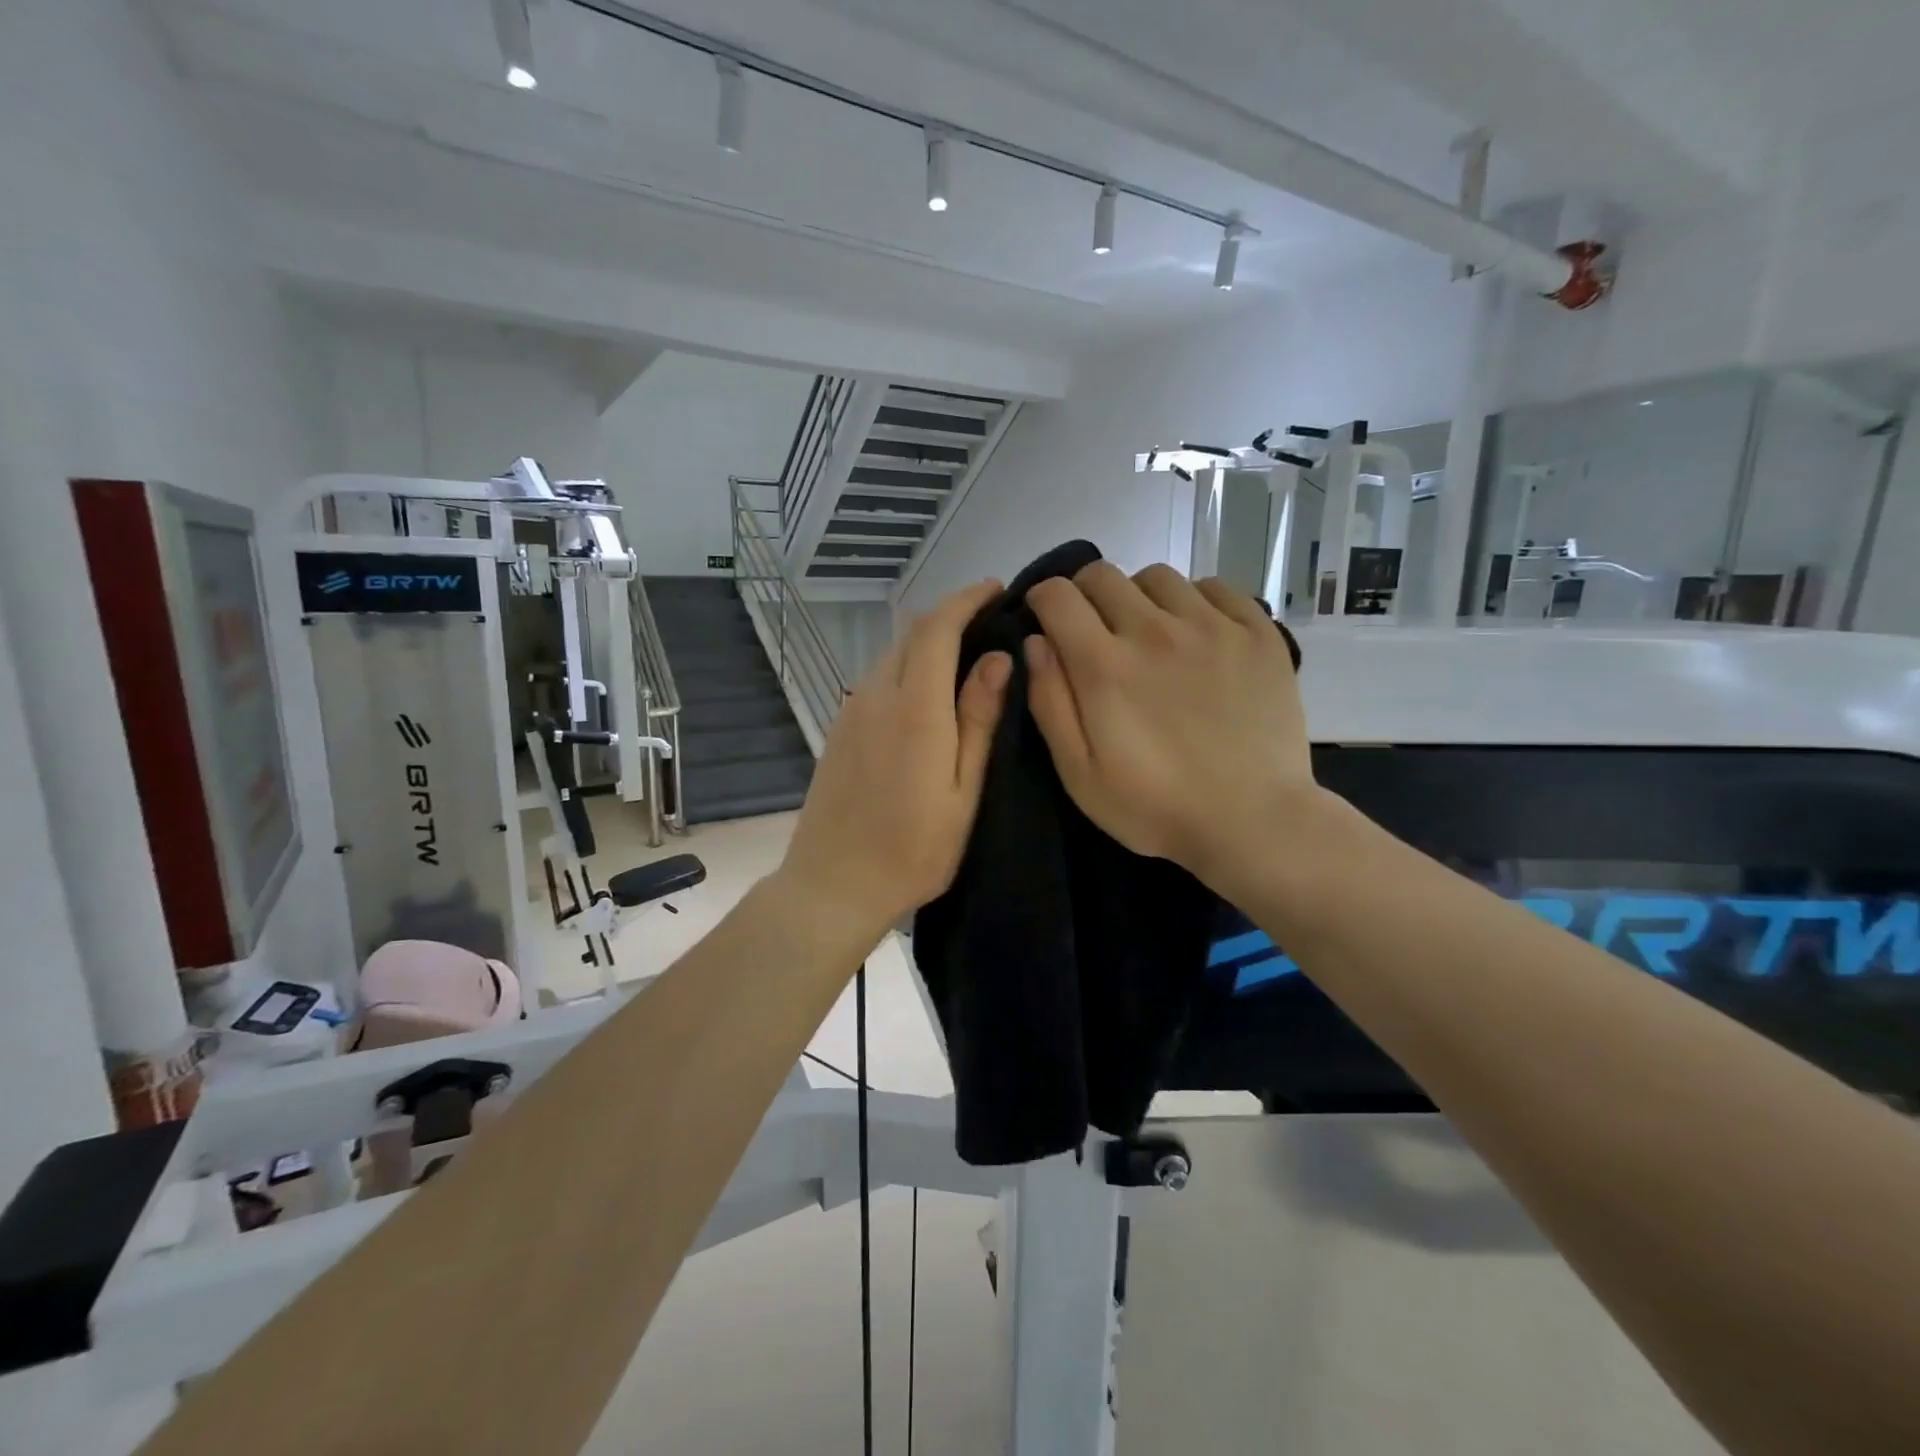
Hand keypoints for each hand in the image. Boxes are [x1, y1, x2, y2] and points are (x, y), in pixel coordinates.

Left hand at [777, 580, 1010, 941]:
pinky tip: (927, 691)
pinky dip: (907, 667)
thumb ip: (979, 720)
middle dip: (950, 615)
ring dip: (927, 642)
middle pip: (911, 634)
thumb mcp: (963, 792)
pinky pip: (878, 679)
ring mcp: (852, 711)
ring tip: (966, 654)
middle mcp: (877, 697)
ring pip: (892, 654)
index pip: (936, 628)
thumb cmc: (913, 850)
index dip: (966, 599)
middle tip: (990, 621)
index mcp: (915, 709)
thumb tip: (998, 659)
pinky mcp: (840, 729)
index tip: (995, 589)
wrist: (833, 885)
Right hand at [1025, 562, 1315, 895]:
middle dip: (1084, 595)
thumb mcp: (1079, 774)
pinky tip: (1196, 635)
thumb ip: (1050, 703)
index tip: (1046, 621)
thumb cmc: (1156, 807)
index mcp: (1104, 665)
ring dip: (1138, 597)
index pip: (1057, 595)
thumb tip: (1035, 643)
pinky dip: (1194, 601)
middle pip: (1103, 574)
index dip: (1042, 600)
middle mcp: (1154, 630)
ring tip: (1148, 633)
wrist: (1254, 821)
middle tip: (1093, 630)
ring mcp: (1211, 626)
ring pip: (1157, 577)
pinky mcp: (1257, 633)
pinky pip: (1214, 587)